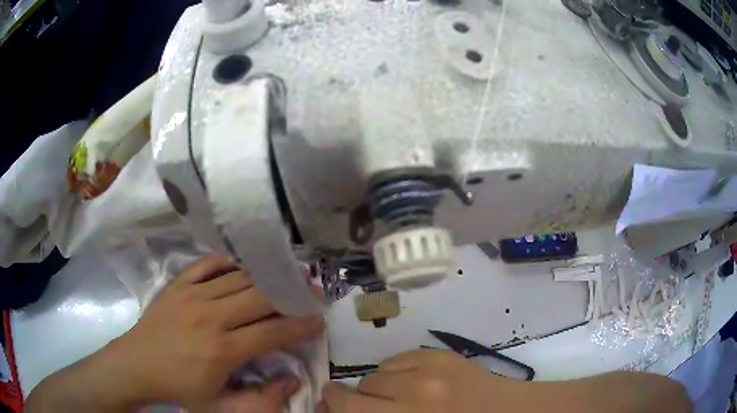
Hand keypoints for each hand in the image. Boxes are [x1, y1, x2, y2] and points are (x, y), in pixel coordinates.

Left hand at [26, 254, 323, 412]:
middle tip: (309, 290)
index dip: (300, 325)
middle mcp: (211, 316)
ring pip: (238, 278)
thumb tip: (291, 381)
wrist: (136, 366)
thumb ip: (261, 400)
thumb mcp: (221, 407)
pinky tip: (240, 266)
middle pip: (260, 297)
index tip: (318, 319)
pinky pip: (207, 264)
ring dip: (265, 277)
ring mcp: (192, 295)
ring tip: (284, 276)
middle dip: (290, 293)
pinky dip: (227, 262)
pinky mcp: (178, 285)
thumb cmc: (179, 389)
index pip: (272, 332)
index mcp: (223, 350)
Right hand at [321, 350, 504, 412]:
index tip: (329, 406)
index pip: (348, 410)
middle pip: (357, 392)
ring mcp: (428, 372)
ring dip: (379, 387)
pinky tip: (413, 382)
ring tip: (398, 396)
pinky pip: (396, 360)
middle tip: (362, 404)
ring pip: (375, 374)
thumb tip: (344, 410)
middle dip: (350, 399)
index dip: (332, 406)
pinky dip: (396, 372)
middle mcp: (412, 397)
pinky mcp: (440, 355)